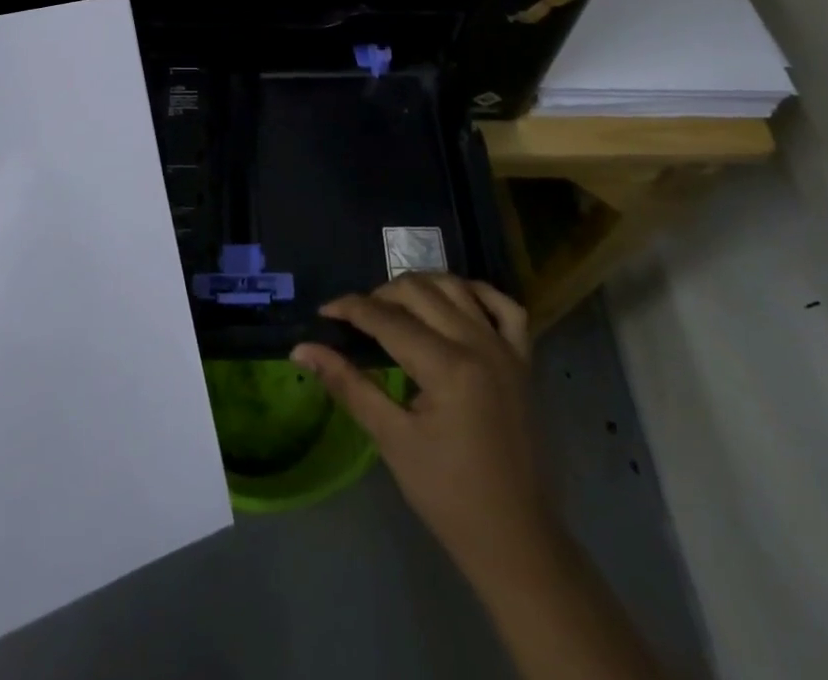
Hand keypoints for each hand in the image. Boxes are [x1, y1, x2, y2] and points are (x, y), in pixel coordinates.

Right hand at [291, 276, 555, 601]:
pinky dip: (476, 293)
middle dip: (381, 295)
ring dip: (421, 287)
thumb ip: (349, 385)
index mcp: (448, 367)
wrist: (515, 540)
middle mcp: (479, 344)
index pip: (387, 319)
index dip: (350, 309)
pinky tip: (455, 301)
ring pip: (456, 287)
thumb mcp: (392, 439)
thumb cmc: (448, 496)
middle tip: (357, 318)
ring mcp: (506, 349)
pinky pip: (503, 306)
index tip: (323, 313)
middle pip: (420, 292)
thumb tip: (302, 350)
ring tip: (395, 306)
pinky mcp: (524, 360)